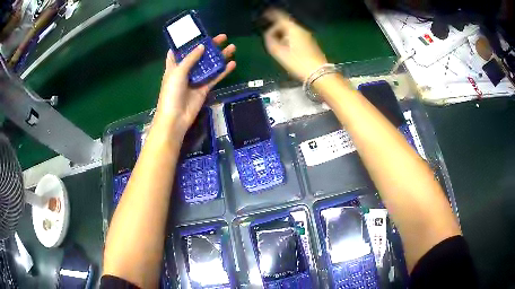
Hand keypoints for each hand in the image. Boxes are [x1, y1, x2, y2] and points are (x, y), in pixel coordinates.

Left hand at [154, 34, 235, 137]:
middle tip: (222, 37)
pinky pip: (215, 77)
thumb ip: (190, 58)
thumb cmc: (171, 92)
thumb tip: (202, 46)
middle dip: (210, 45)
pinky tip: (232, 64)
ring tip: (232, 47)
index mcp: (175, 65)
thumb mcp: (178, 72)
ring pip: (209, 65)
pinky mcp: (204, 88)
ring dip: (220, 56)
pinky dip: (223, 71)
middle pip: (199, 55)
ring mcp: (196, 79)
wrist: (175, 117)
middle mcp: (186, 70)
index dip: (188, 41)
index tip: (197, 33)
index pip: (180, 50)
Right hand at [263, 9, 326, 81]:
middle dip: (277, 28)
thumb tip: (268, 34)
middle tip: (269, 36)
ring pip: (292, 31)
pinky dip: (289, 39)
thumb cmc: (297, 63)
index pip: (281, 17)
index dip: (272, 15)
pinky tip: (286, 49)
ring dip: (283, 34)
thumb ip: (270, 40)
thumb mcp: (278, 52)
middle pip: (286, 24)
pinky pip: (297, 37)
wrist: (319, 74)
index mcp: (293, 29)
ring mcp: (308, 37)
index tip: (265, 15)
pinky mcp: (311, 45)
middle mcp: (302, 30)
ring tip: (276, 44)